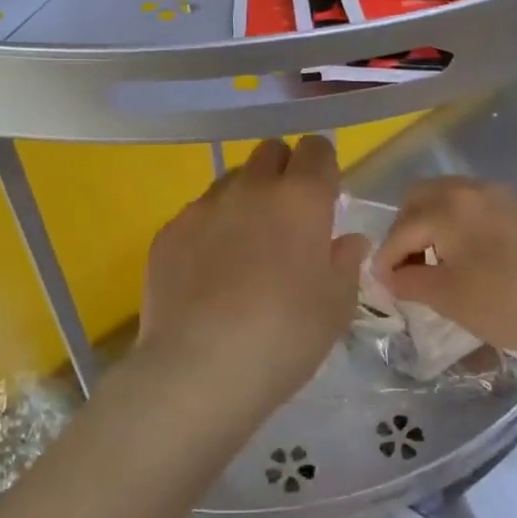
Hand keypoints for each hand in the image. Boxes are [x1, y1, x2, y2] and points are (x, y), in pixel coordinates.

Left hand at [135, 137, 366, 419]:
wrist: (199, 369)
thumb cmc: (285, 336)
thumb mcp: (335, 306)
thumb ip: (345, 263)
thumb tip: (347, 241)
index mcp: (301, 198)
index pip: (317, 149)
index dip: (322, 167)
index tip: (324, 196)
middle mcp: (251, 188)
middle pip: (270, 152)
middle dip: (283, 172)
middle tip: (287, 217)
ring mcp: (204, 207)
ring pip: (231, 181)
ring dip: (245, 198)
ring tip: (244, 247)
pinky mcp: (169, 231)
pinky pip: (197, 215)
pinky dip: (209, 230)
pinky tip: (207, 273)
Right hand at [371, 177, 516, 360]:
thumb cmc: (508, 305)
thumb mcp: (448, 298)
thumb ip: (408, 281)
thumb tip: (389, 275)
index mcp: (447, 207)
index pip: (400, 229)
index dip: (386, 259)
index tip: (383, 285)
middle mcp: (470, 189)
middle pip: (419, 198)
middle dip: (405, 229)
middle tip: (408, 266)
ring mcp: (500, 195)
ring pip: (448, 197)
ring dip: (432, 223)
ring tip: (438, 262)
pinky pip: (475, 206)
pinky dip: (460, 223)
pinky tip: (471, 257)